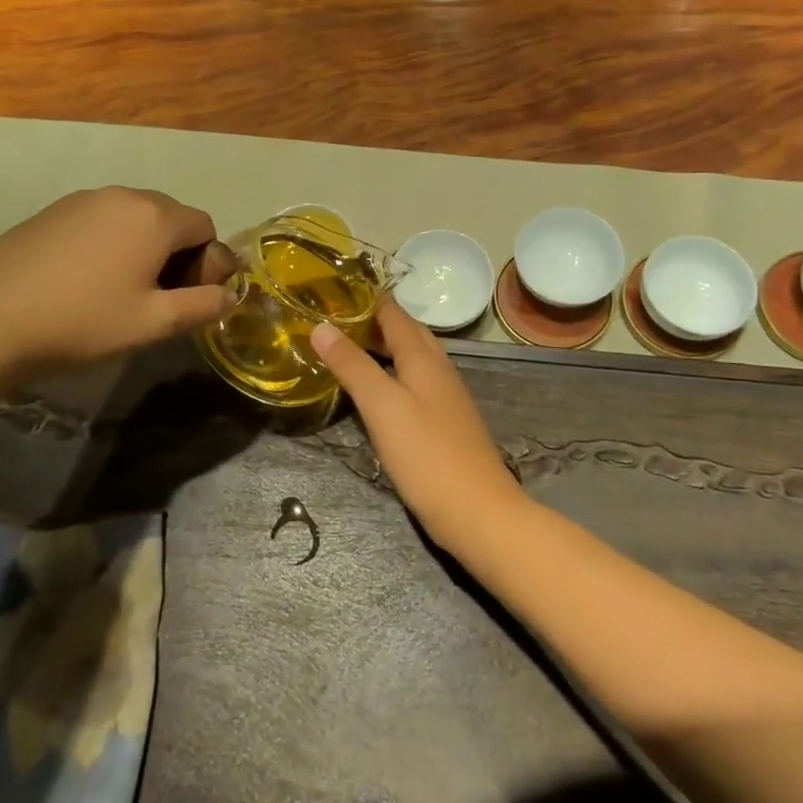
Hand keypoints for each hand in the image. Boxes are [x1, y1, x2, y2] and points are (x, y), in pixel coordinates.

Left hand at [0, 187, 235, 376]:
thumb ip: (202, 306)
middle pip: (170, 217)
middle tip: (157, 297)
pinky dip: (109, 243)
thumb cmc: (83, 321)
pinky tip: (85, 280)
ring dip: (143, 247)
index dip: (207, 262)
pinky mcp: (52, 211)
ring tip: (120, 289)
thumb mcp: (154, 323)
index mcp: (155, 216)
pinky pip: (100, 220)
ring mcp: (83, 199)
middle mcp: (123, 195)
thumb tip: (229, 295)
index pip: (205, 226)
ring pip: (134, 218)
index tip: (188, 297)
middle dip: (177, 253)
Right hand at [311, 302, 527, 547]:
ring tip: (347, 347)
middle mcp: (438, 369)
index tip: (331, 288)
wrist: (480, 513)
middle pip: (406, 332)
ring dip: (383, 347)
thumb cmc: (428, 456)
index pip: (393, 313)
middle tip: (333, 317)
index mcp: (424, 358)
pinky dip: (392, 374)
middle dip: (373, 319)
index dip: (366, 297)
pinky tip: (377, 391)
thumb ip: (353, 366)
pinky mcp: (445, 423)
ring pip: (412, 358)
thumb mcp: (383, 407)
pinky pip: (415, 383)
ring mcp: (446, 397)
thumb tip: (322, 326)